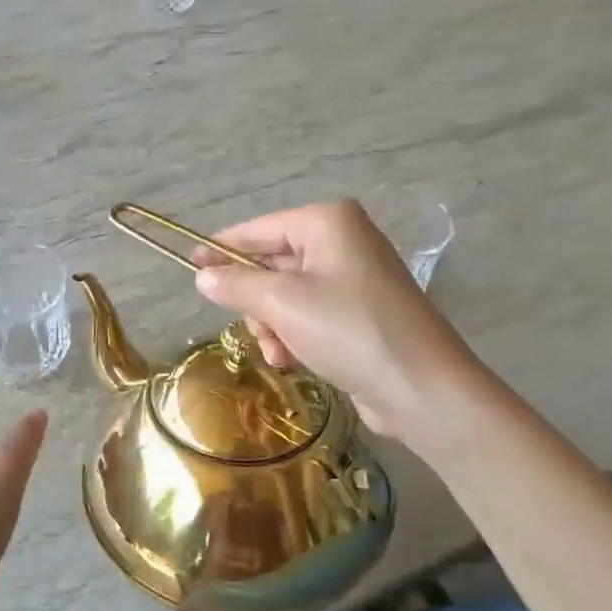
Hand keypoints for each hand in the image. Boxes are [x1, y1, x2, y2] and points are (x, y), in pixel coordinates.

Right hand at [193, 199, 474, 435]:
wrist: (421, 387)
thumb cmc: (348, 329)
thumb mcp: (282, 303)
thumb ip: (236, 285)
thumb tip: (203, 277)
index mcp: (327, 222)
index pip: (258, 229)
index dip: (221, 248)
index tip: (190, 264)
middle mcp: (342, 241)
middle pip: (272, 264)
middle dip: (256, 301)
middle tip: (252, 326)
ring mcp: (354, 278)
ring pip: (287, 295)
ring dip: (273, 325)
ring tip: (277, 351)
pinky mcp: (360, 312)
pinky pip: (309, 314)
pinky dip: (294, 335)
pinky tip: (291, 360)